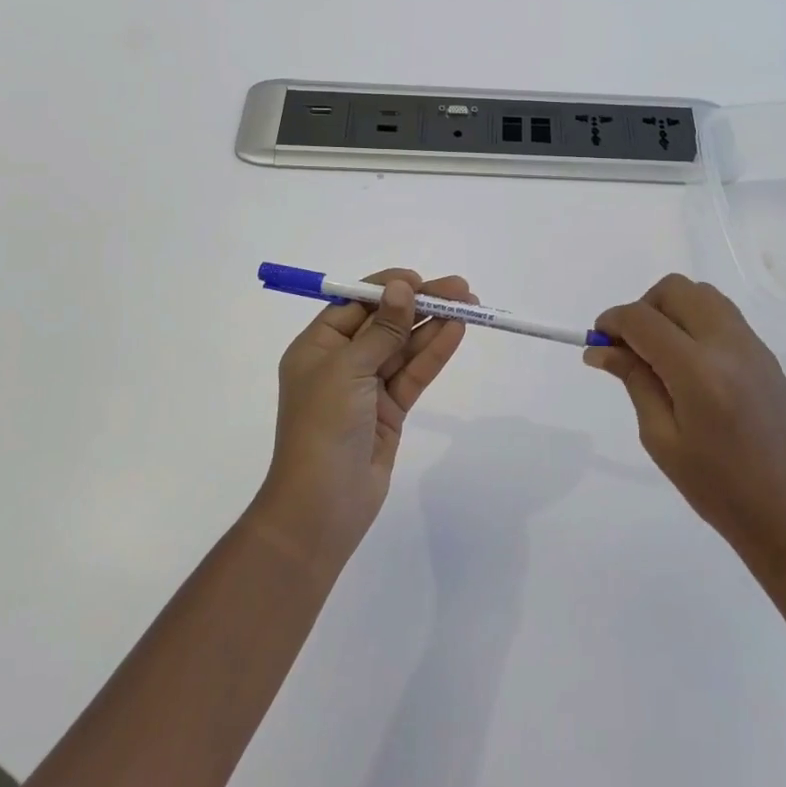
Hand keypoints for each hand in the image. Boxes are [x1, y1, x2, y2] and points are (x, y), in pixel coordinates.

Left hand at [254, 270, 472, 571]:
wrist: (322, 506)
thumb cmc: (323, 427)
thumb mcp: (348, 370)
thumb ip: (381, 329)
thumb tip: (401, 288)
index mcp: (317, 347)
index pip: (356, 305)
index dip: (388, 289)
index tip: (420, 280)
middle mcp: (341, 362)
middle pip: (385, 323)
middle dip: (420, 304)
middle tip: (460, 289)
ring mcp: (366, 388)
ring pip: (404, 347)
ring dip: (433, 325)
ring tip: (468, 305)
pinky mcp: (389, 411)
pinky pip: (413, 374)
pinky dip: (434, 353)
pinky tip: (456, 332)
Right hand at [585, 274, 785, 578]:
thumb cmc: (720, 491)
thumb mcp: (663, 440)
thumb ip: (634, 381)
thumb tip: (600, 349)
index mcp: (698, 372)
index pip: (643, 319)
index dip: (612, 322)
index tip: (597, 341)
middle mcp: (728, 345)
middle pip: (674, 290)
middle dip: (643, 308)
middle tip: (630, 348)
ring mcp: (753, 346)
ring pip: (701, 294)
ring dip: (671, 309)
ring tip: (660, 353)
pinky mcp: (766, 355)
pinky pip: (722, 314)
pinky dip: (695, 320)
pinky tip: (689, 363)